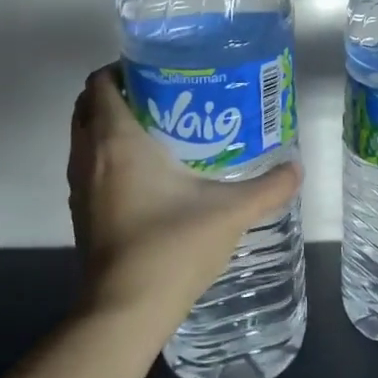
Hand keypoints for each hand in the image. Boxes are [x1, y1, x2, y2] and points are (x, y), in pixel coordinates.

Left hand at [68, 65, 301, 327]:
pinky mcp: (82, 213)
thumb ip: (268, 187)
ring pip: (85, 137)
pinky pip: (89, 166)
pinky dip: (109, 156)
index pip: (101, 82)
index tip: (161, 71)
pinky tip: (151, 175)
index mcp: (116, 140)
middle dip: (122, 94)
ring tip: (163, 131)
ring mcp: (80, 187)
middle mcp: (88, 156)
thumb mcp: (230, 212)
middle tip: (167, 97)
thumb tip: (297, 168)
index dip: (124, 68)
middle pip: (89, 105)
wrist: (125, 310)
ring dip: (112, 126)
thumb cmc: (172, 247)